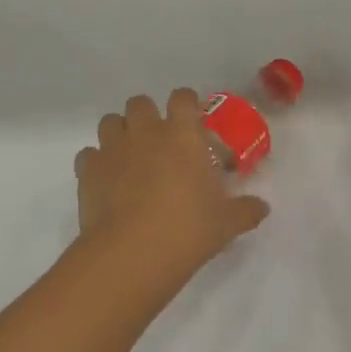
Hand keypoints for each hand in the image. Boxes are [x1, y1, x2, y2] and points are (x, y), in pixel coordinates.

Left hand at [75, 89, 269, 281]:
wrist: (132, 253)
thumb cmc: (188, 230)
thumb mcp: (226, 223)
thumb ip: (246, 210)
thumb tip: (262, 208)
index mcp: (183, 135)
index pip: (183, 98)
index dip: (186, 104)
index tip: (191, 120)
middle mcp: (146, 132)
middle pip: (140, 103)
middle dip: (147, 116)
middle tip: (158, 142)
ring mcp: (113, 149)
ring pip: (110, 122)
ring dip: (119, 133)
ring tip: (129, 158)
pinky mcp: (88, 170)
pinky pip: (89, 155)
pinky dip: (96, 163)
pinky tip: (106, 182)